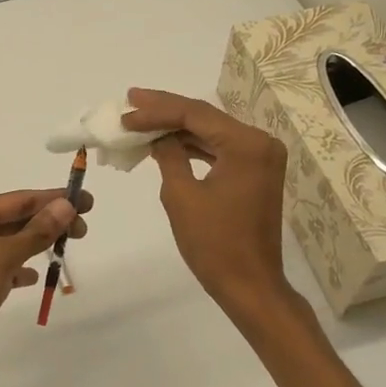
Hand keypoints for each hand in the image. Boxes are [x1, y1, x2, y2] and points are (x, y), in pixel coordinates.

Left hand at [0, 187, 91, 380]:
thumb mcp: (1, 259)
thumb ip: (35, 232)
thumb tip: (66, 206)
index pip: (18, 200)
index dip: (53, 200)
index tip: (85, 202)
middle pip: (15, 218)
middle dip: (48, 221)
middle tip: (83, 230)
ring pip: (11, 243)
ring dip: (38, 243)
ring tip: (67, 247)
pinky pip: (3, 267)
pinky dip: (21, 268)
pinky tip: (36, 277)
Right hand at [121, 88, 291, 316]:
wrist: (250, 285)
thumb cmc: (214, 244)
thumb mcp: (182, 196)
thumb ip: (168, 156)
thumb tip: (157, 137)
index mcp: (246, 144)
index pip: (195, 114)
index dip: (156, 111)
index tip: (126, 112)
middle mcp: (259, 143)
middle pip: (205, 117)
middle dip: (165, 110)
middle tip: (130, 101)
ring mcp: (260, 158)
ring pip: (211, 132)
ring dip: (176, 127)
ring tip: (140, 119)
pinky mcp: (254, 173)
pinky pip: (219, 150)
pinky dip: (192, 146)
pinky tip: (164, 142)